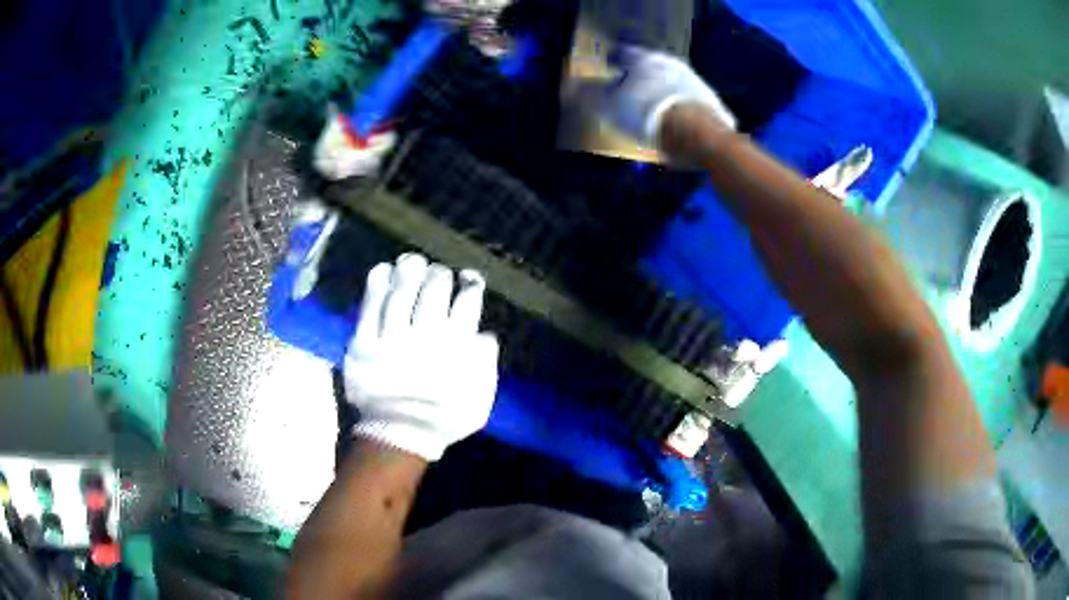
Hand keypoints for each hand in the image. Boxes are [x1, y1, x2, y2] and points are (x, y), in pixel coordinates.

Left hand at [344, 254, 499, 460]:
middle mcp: (425, 336)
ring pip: (402, 291)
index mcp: (456, 347)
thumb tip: (484, 332)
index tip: (468, 279)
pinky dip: (378, 283)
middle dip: (440, 274)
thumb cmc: (443, 418)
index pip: (467, 302)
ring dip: (410, 270)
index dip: (470, 284)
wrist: (398, 436)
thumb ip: (486, 364)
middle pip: (435, 289)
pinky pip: (370, 305)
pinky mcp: (364, 342)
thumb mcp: (480, 398)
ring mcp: (391, 338)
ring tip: (413, 261)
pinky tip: (384, 271)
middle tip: (439, 273)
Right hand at [577, 45, 735, 147]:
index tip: (607, 70)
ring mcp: (693, 82)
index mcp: (643, 58)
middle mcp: (670, 63)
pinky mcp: (709, 104)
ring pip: (669, 84)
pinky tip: (671, 125)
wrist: (698, 135)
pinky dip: (677, 110)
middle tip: (626, 93)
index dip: (612, 62)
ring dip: (659, 93)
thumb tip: (571, 87)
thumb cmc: (647, 113)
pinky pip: (686, 103)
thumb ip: (589, 95)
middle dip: (638, 79)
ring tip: (648, 112)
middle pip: (649, 68)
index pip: (623, 53)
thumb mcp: (608, 106)